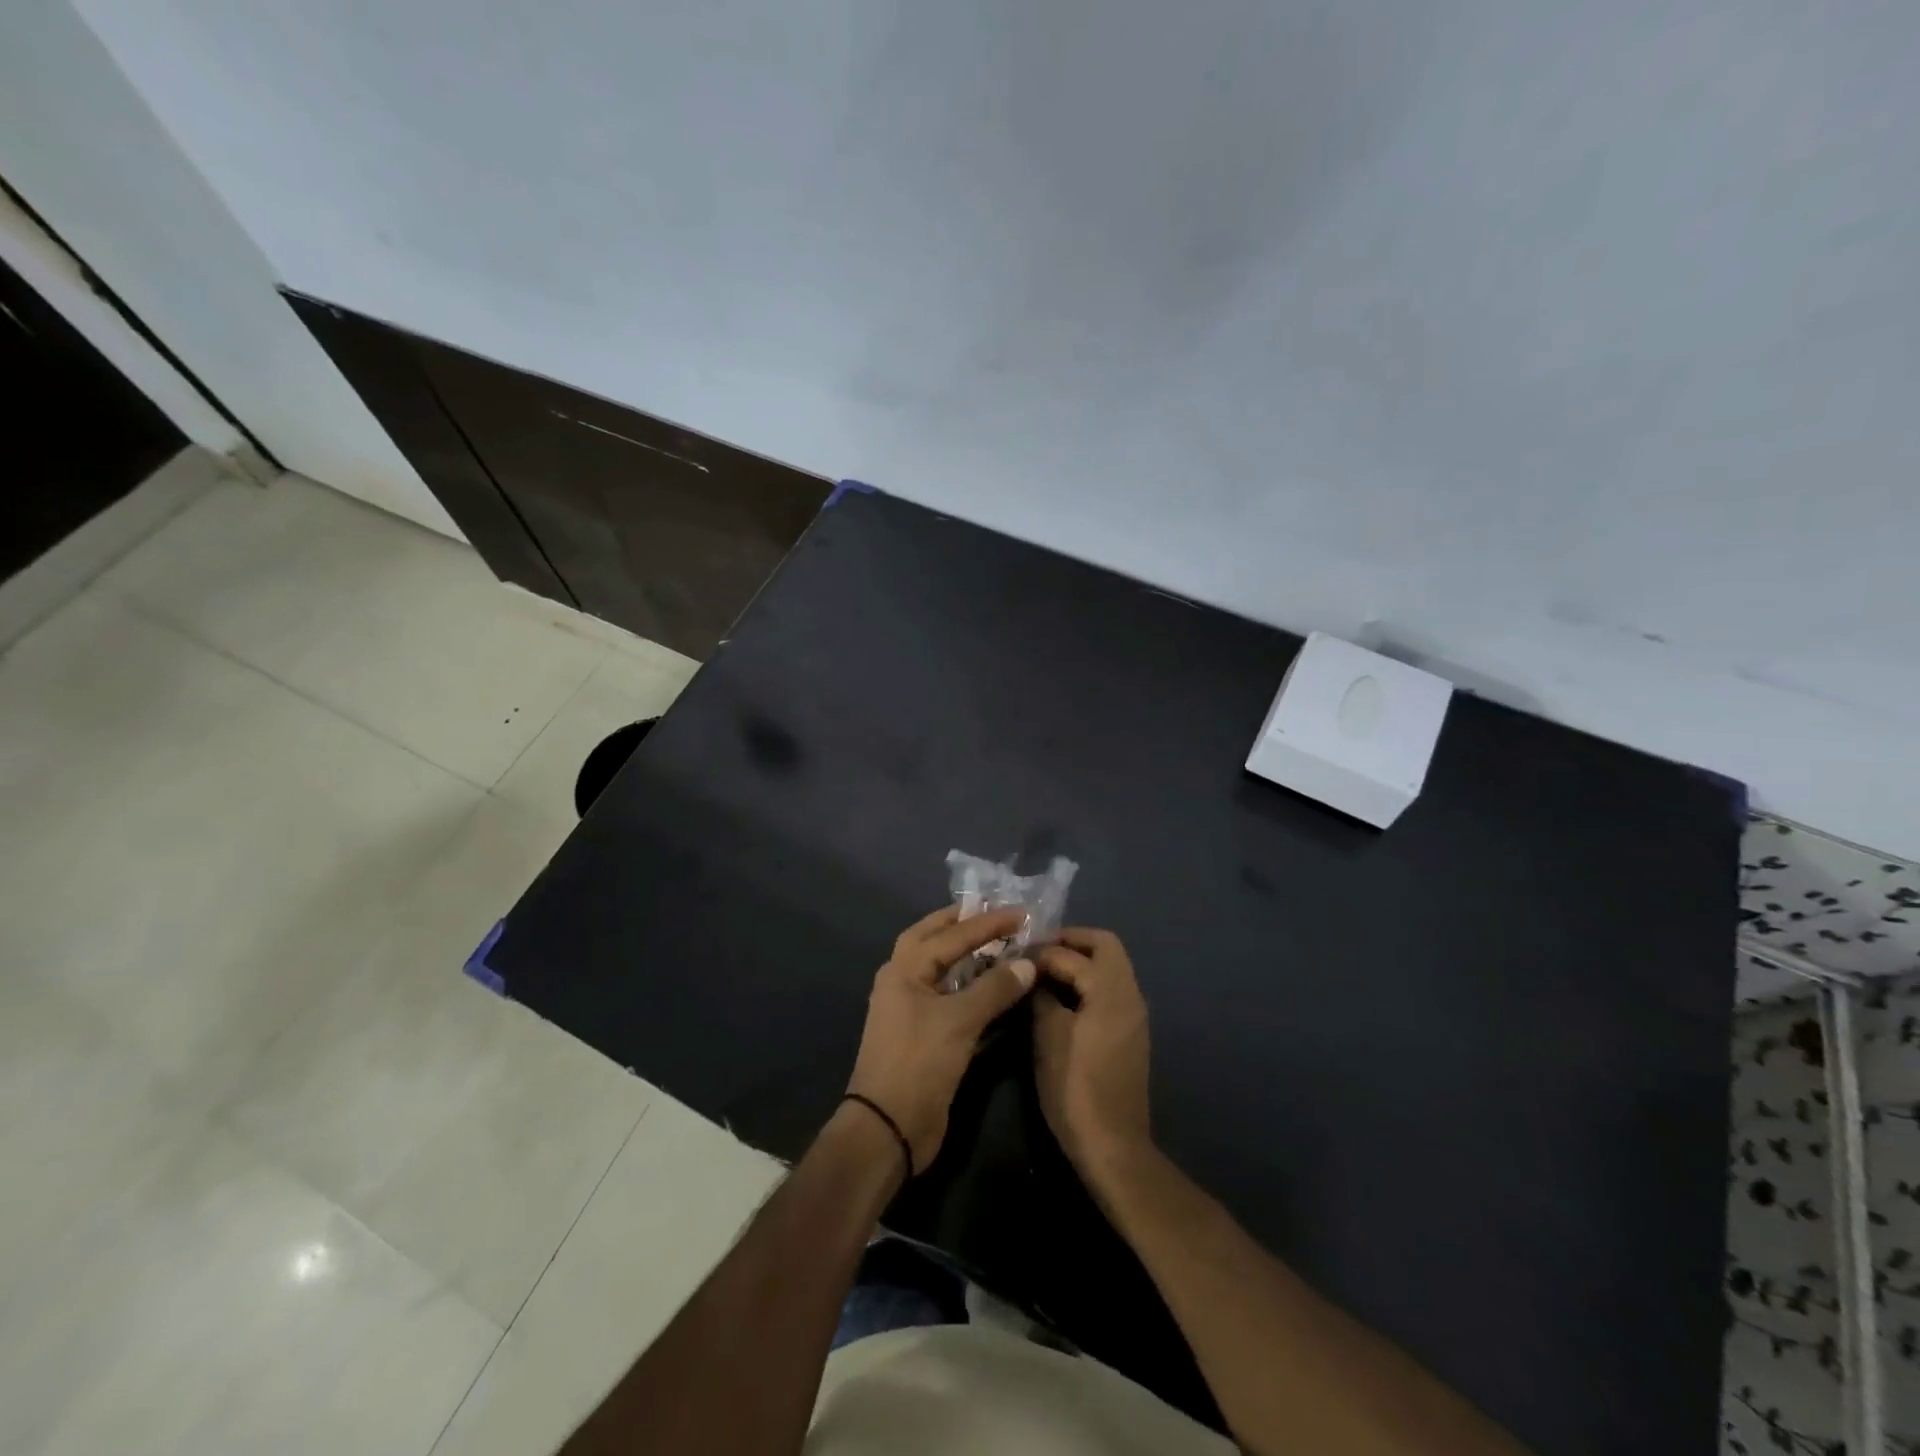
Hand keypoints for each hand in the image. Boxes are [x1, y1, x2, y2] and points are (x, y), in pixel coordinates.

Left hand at [846, 906, 1036, 1172]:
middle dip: (965, 925)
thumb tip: (1028, 962)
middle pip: (935, 941)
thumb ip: (995, 988)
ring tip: (1002, 945)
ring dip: (971, 957)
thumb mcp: (959, 1021)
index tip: (1021, 912)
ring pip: (945, 971)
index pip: (951, 935)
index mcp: (904, 970)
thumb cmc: (919, 1063)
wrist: (889, 1129)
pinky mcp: (926, 1035)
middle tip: (997, 915)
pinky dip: (974, 989)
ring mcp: (913, 1009)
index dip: (988, 923)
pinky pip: (953, 1000)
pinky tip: (997, 989)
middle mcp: (904, 982)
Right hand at [1034, 928, 1152, 1175]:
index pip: (1073, 953)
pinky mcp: (1130, 1032)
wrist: (1112, 1145)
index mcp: (1110, 991)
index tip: (1015, 956)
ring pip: (1111, 966)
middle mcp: (1130, 994)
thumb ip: (1041, 996)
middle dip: (1071, 941)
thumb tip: (1033, 973)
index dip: (1042, 951)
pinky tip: (1062, 998)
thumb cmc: (1075, 1088)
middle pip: (1105, 945)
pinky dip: (1089, 981)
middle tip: (1038, 951)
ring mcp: (1134, 1014)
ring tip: (1044, 972)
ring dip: (1081, 960)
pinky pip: (1111, 988)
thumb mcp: (1048, 1037)